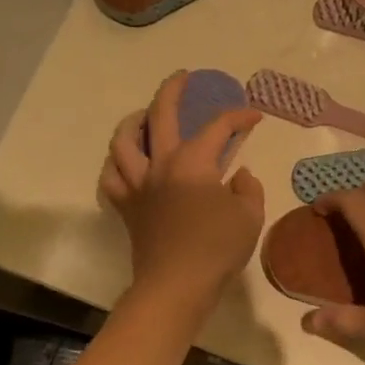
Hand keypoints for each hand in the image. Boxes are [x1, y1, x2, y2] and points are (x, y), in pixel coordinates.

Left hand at [100, 72, 264, 304]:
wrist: (176, 286)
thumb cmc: (216, 249)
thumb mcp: (249, 216)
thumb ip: (248, 189)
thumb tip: (239, 176)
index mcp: (193, 162)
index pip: (218, 127)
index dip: (239, 116)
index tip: (254, 116)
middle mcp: (161, 164)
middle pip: (160, 114)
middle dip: (173, 89)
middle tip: (184, 78)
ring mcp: (138, 185)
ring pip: (123, 141)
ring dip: (134, 121)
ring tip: (144, 116)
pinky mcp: (126, 207)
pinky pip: (110, 178)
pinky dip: (116, 164)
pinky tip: (126, 161)